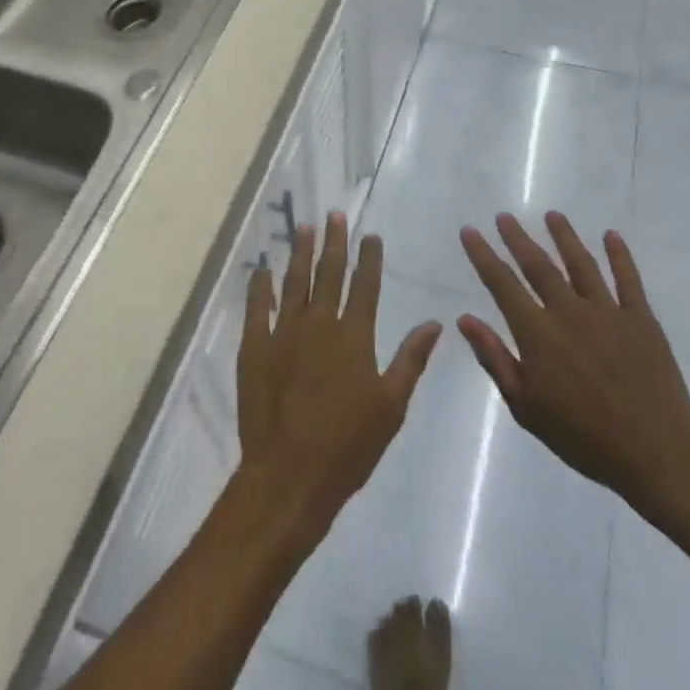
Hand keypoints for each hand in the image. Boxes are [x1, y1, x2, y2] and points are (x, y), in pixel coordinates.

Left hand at [236, 213, 441, 546]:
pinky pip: (257, 306)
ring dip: (300, 253)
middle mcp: (319, 324)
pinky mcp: (254, 346)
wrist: (289, 475)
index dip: (369, 259)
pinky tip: (263, 268)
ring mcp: (283, 332)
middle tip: (335, 215)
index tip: (370, 235)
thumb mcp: (391, 406)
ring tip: (305, 228)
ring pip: (294, 282)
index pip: (365, 286)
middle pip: (328, 274)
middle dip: (334, 243)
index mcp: (354, 337)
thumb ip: (410, 359)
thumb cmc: (348, 447)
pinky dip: (260, 285)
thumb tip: (435, 323)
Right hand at [457, 212, 689, 523]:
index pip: (502, 284)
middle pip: (539, 265)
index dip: (484, 255)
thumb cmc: (583, 437)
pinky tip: (611, 235)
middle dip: (519, 238)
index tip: (470, 231)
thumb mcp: (526, 407)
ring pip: (581, 264)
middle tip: (504, 215)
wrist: (655, 454)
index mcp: (538, 334)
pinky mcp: (641, 320)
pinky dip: (619, 255)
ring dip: (565, 236)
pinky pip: (628, 279)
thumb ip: (495, 359)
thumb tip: (466, 318)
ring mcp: (608, 312)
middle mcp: (569, 312)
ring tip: (553, 215)